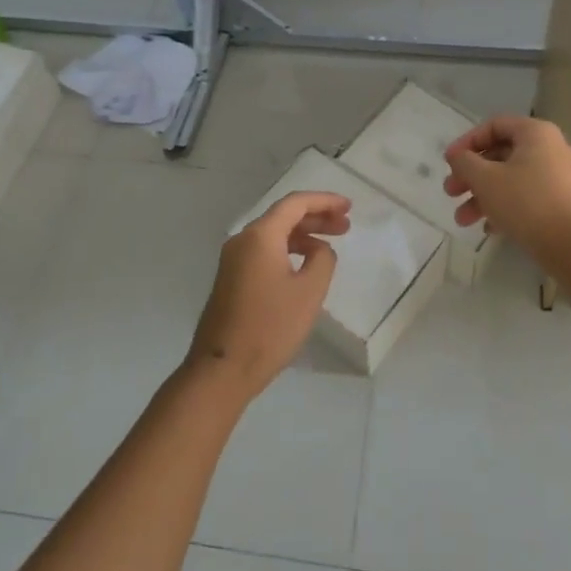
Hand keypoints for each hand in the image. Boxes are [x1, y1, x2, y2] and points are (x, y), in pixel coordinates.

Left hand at [187, 191, 350, 399]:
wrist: (222, 369)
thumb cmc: (270, 327)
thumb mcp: (309, 292)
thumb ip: (322, 260)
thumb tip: (319, 250)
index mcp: (260, 236)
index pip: (295, 203)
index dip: (324, 201)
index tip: (348, 207)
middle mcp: (243, 240)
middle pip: (283, 216)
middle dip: (316, 217)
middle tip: (345, 226)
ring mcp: (233, 260)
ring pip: (273, 235)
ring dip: (303, 235)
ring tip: (330, 247)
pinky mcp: (231, 279)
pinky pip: (264, 252)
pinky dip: (288, 250)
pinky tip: (304, 266)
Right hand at [442, 115, 570, 256]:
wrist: (570, 244)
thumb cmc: (524, 201)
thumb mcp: (485, 178)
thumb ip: (464, 162)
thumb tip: (457, 155)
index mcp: (535, 133)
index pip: (494, 126)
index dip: (467, 142)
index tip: (449, 162)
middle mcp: (550, 149)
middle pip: (500, 155)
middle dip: (471, 175)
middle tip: (450, 192)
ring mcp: (558, 176)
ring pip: (511, 179)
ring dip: (482, 196)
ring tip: (462, 220)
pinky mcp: (560, 202)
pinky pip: (525, 196)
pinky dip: (504, 207)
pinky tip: (487, 228)